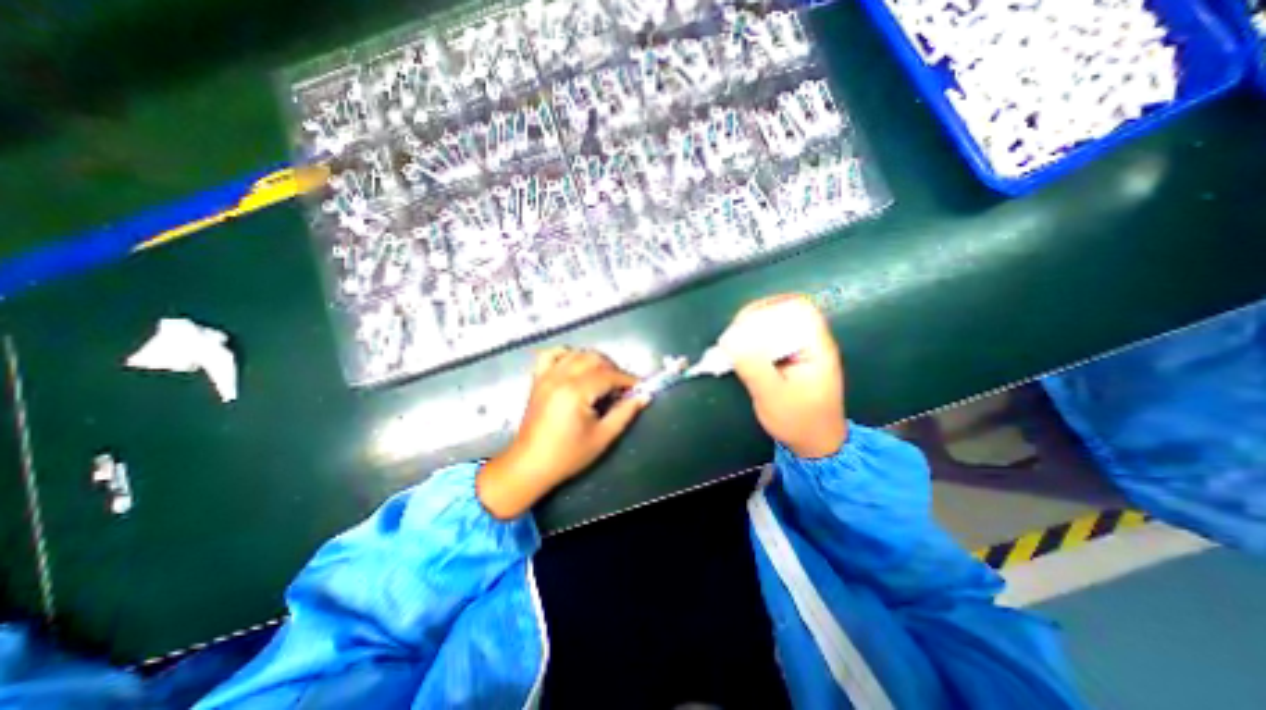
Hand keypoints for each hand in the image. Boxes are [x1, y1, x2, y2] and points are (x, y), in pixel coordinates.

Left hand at [478, 347, 646, 518]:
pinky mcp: (538, 379)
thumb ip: (625, 412)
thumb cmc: (568, 455)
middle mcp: (560, 377)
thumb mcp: (602, 437)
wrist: (530, 464)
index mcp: (575, 392)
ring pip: (576, 353)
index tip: (640, 387)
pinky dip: (566, 354)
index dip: (627, 379)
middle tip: (621, 388)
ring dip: (594, 361)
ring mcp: (546, 376)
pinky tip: (575, 366)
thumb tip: (644, 395)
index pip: (608, 375)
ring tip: (602, 379)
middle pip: (594, 358)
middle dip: (613, 369)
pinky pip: (551, 354)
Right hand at [716, 294, 843, 456]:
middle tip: (732, 336)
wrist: (815, 443)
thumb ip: (753, 367)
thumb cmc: (799, 421)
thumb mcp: (773, 396)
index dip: (770, 308)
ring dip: (751, 330)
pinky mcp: (789, 357)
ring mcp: (801, 348)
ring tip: (732, 344)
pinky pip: (770, 338)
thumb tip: (729, 341)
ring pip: (775, 324)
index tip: (743, 324)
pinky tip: (739, 352)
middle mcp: (810, 341)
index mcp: (816, 346)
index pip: (798, 308)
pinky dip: (752, 341)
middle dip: (755, 319)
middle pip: (784, 311)